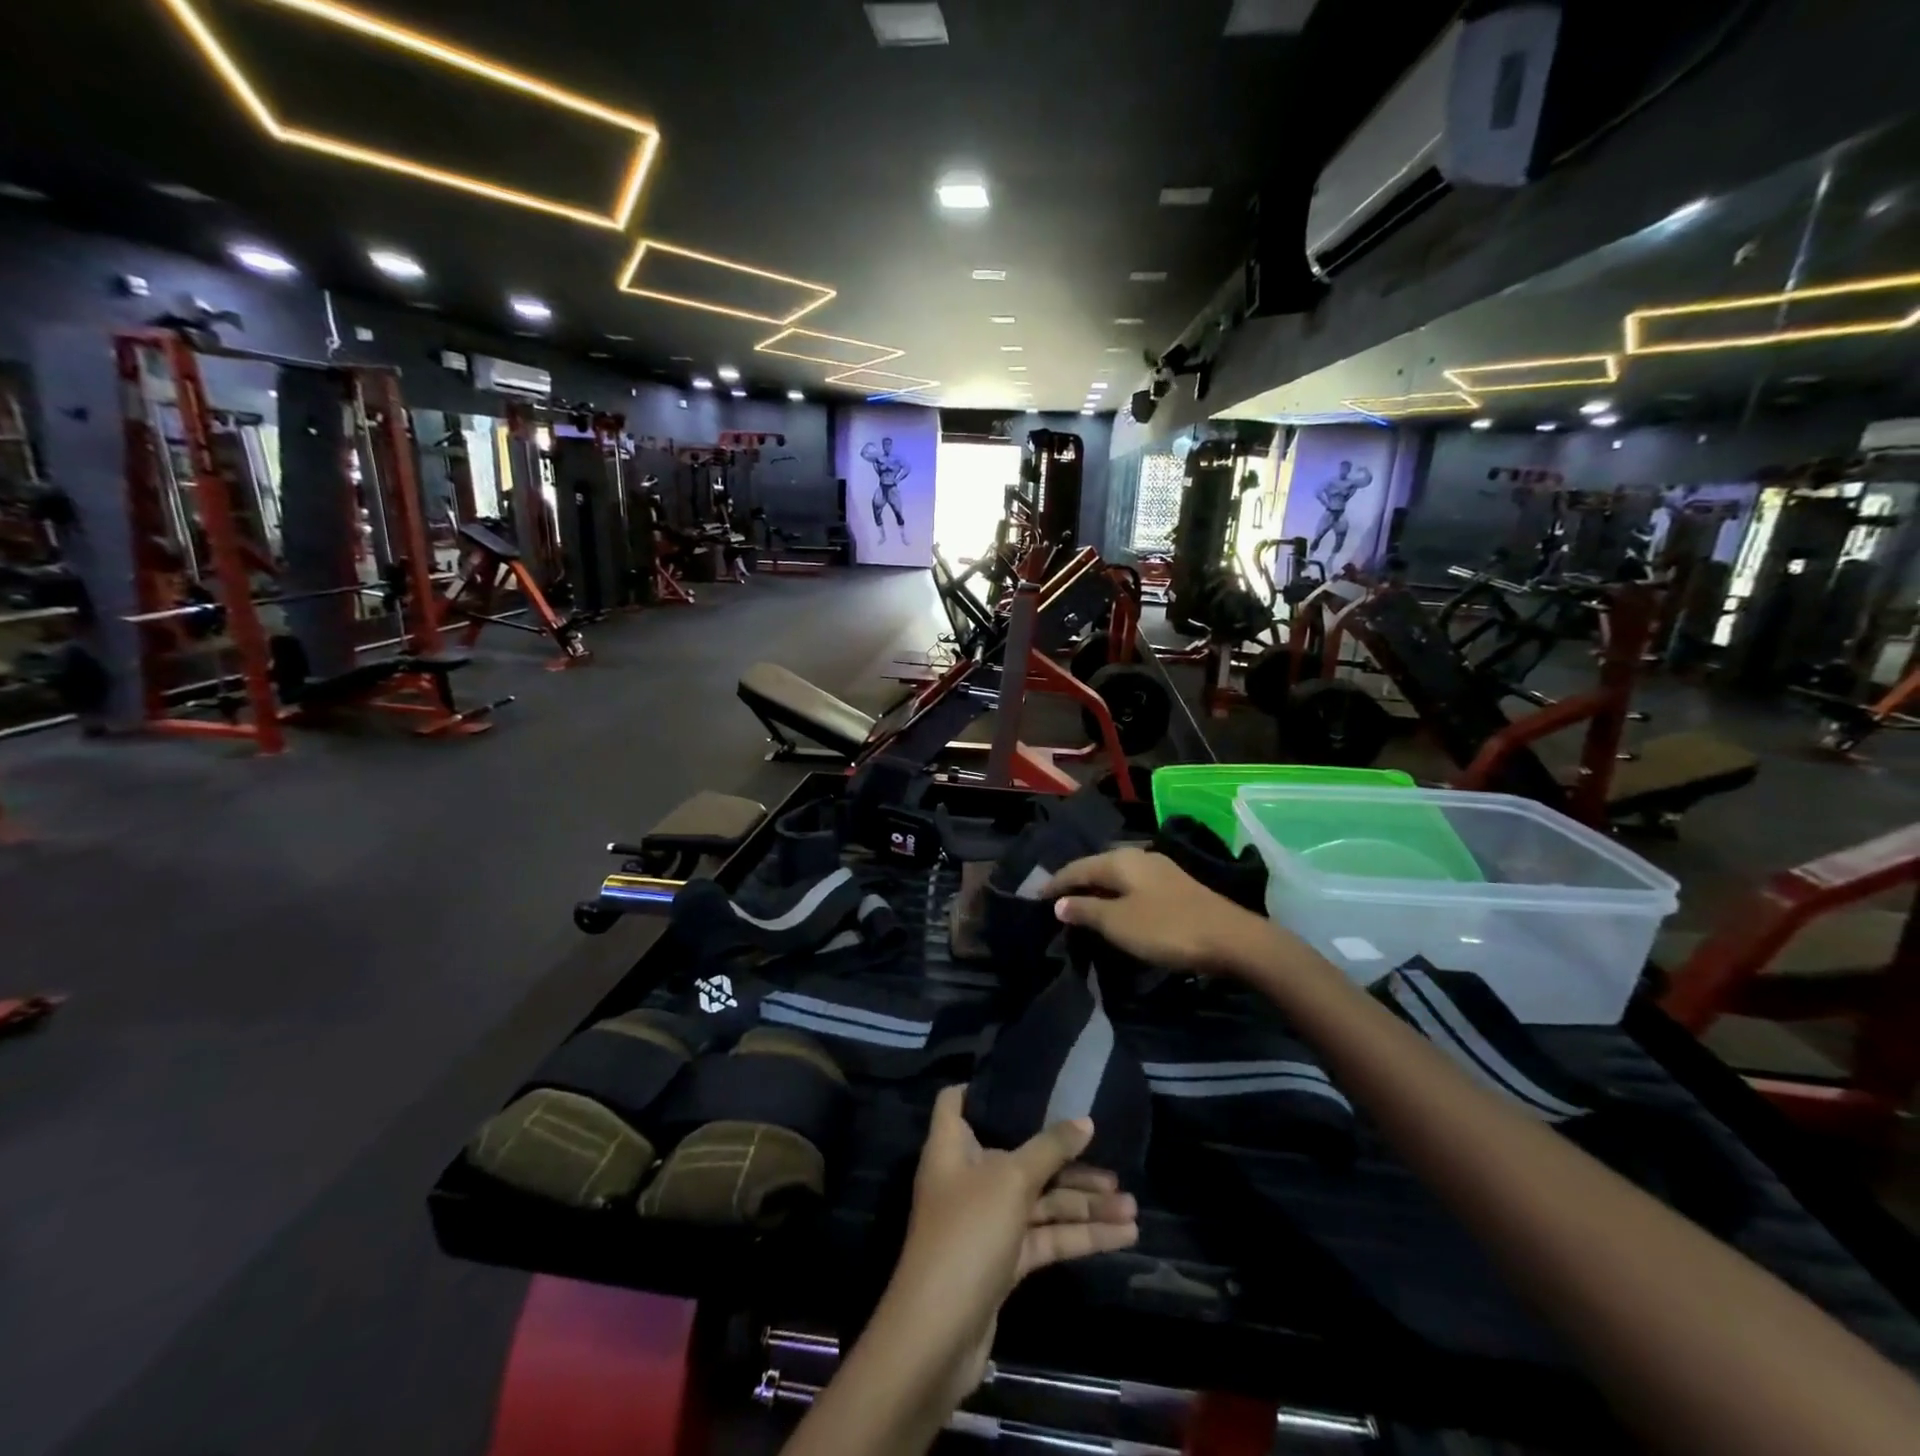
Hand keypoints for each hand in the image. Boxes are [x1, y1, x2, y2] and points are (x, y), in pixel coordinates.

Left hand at [883, 1086, 1138, 1403]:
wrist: (938, 1336)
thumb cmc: (966, 1234)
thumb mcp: (1011, 1180)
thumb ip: (1049, 1149)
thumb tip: (1085, 1121)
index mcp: (952, 1147)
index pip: (957, 1101)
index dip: (985, 1089)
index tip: (1027, 1080)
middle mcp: (968, 1178)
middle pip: (1018, 1154)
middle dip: (1065, 1158)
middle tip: (1111, 1156)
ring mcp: (987, 1221)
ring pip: (1039, 1200)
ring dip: (1083, 1202)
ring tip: (1132, 1204)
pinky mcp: (1004, 1261)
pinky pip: (1046, 1237)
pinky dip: (1080, 1235)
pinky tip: (1123, 1235)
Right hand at [1046, 847, 1268, 973]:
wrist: (1231, 939)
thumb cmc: (1166, 928)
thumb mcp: (1118, 923)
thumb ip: (1086, 910)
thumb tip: (1059, 902)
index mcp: (1120, 860)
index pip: (1077, 867)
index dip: (1055, 882)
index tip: (1034, 897)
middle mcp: (1139, 855)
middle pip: (1098, 865)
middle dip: (1076, 880)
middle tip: (1056, 899)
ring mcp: (1161, 869)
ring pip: (1118, 874)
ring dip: (1098, 887)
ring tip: (1082, 903)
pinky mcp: (1177, 886)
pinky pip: (1134, 884)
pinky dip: (1117, 893)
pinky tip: (1117, 906)